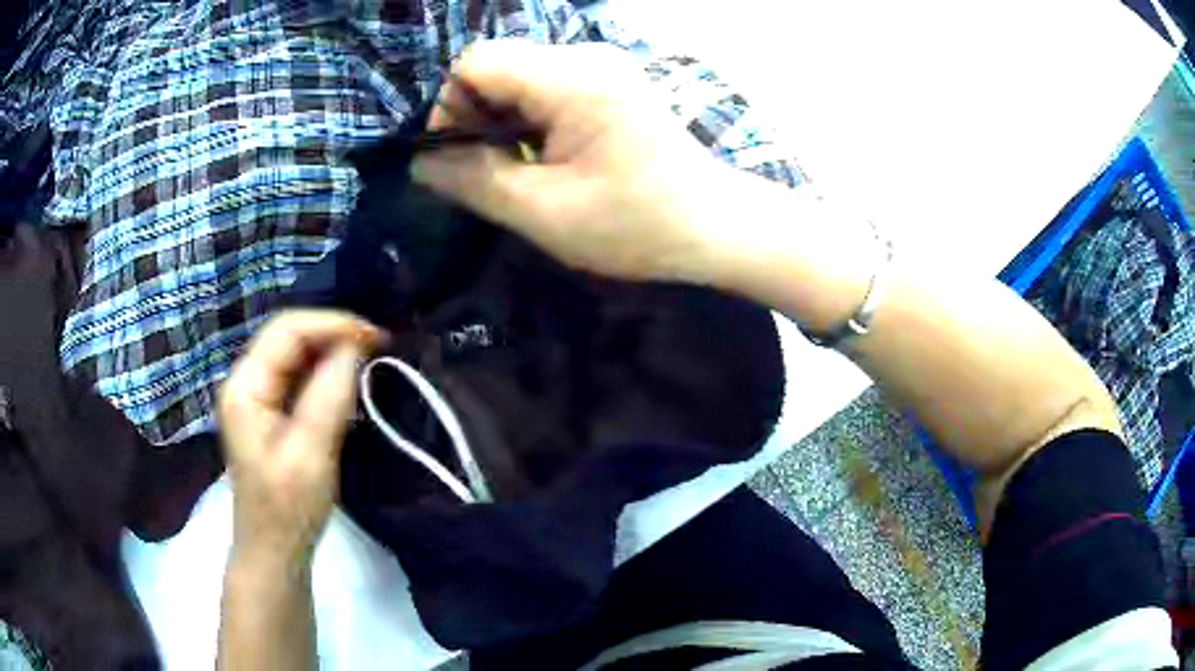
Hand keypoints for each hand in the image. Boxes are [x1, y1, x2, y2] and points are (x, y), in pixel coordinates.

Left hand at [218, 310, 384, 566]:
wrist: (276, 549)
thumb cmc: (289, 509)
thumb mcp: (311, 453)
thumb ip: (329, 395)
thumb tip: (355, 347)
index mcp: (245, 387)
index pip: (286, 330)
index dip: (331, 324)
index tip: (375, 337)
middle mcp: (246, 381)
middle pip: (289, 336)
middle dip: (334, 333)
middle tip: (378, 344)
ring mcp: (257, 395)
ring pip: (296, 353)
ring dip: (333, 350)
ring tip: (370, 357)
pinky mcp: (271, 411)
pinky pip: (300, 376)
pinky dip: (327, 371)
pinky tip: (350, 379)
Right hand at [411, 41, 733, 282]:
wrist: (714, 225)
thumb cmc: (637, 225)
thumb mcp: (544, 212)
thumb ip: (473, 181)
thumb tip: (421, 162)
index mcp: (572, 78)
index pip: (475, 63)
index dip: (451, 108)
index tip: (459, 159)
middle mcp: (586, 55)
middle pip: (497, 66)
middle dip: (476, 117)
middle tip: (491, 172)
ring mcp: (601, 66)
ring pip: (518, 77)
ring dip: (503, 122)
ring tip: (521, 170)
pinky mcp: (609, 82)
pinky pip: (545, 87)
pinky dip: (530, 120)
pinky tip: (547, 157)